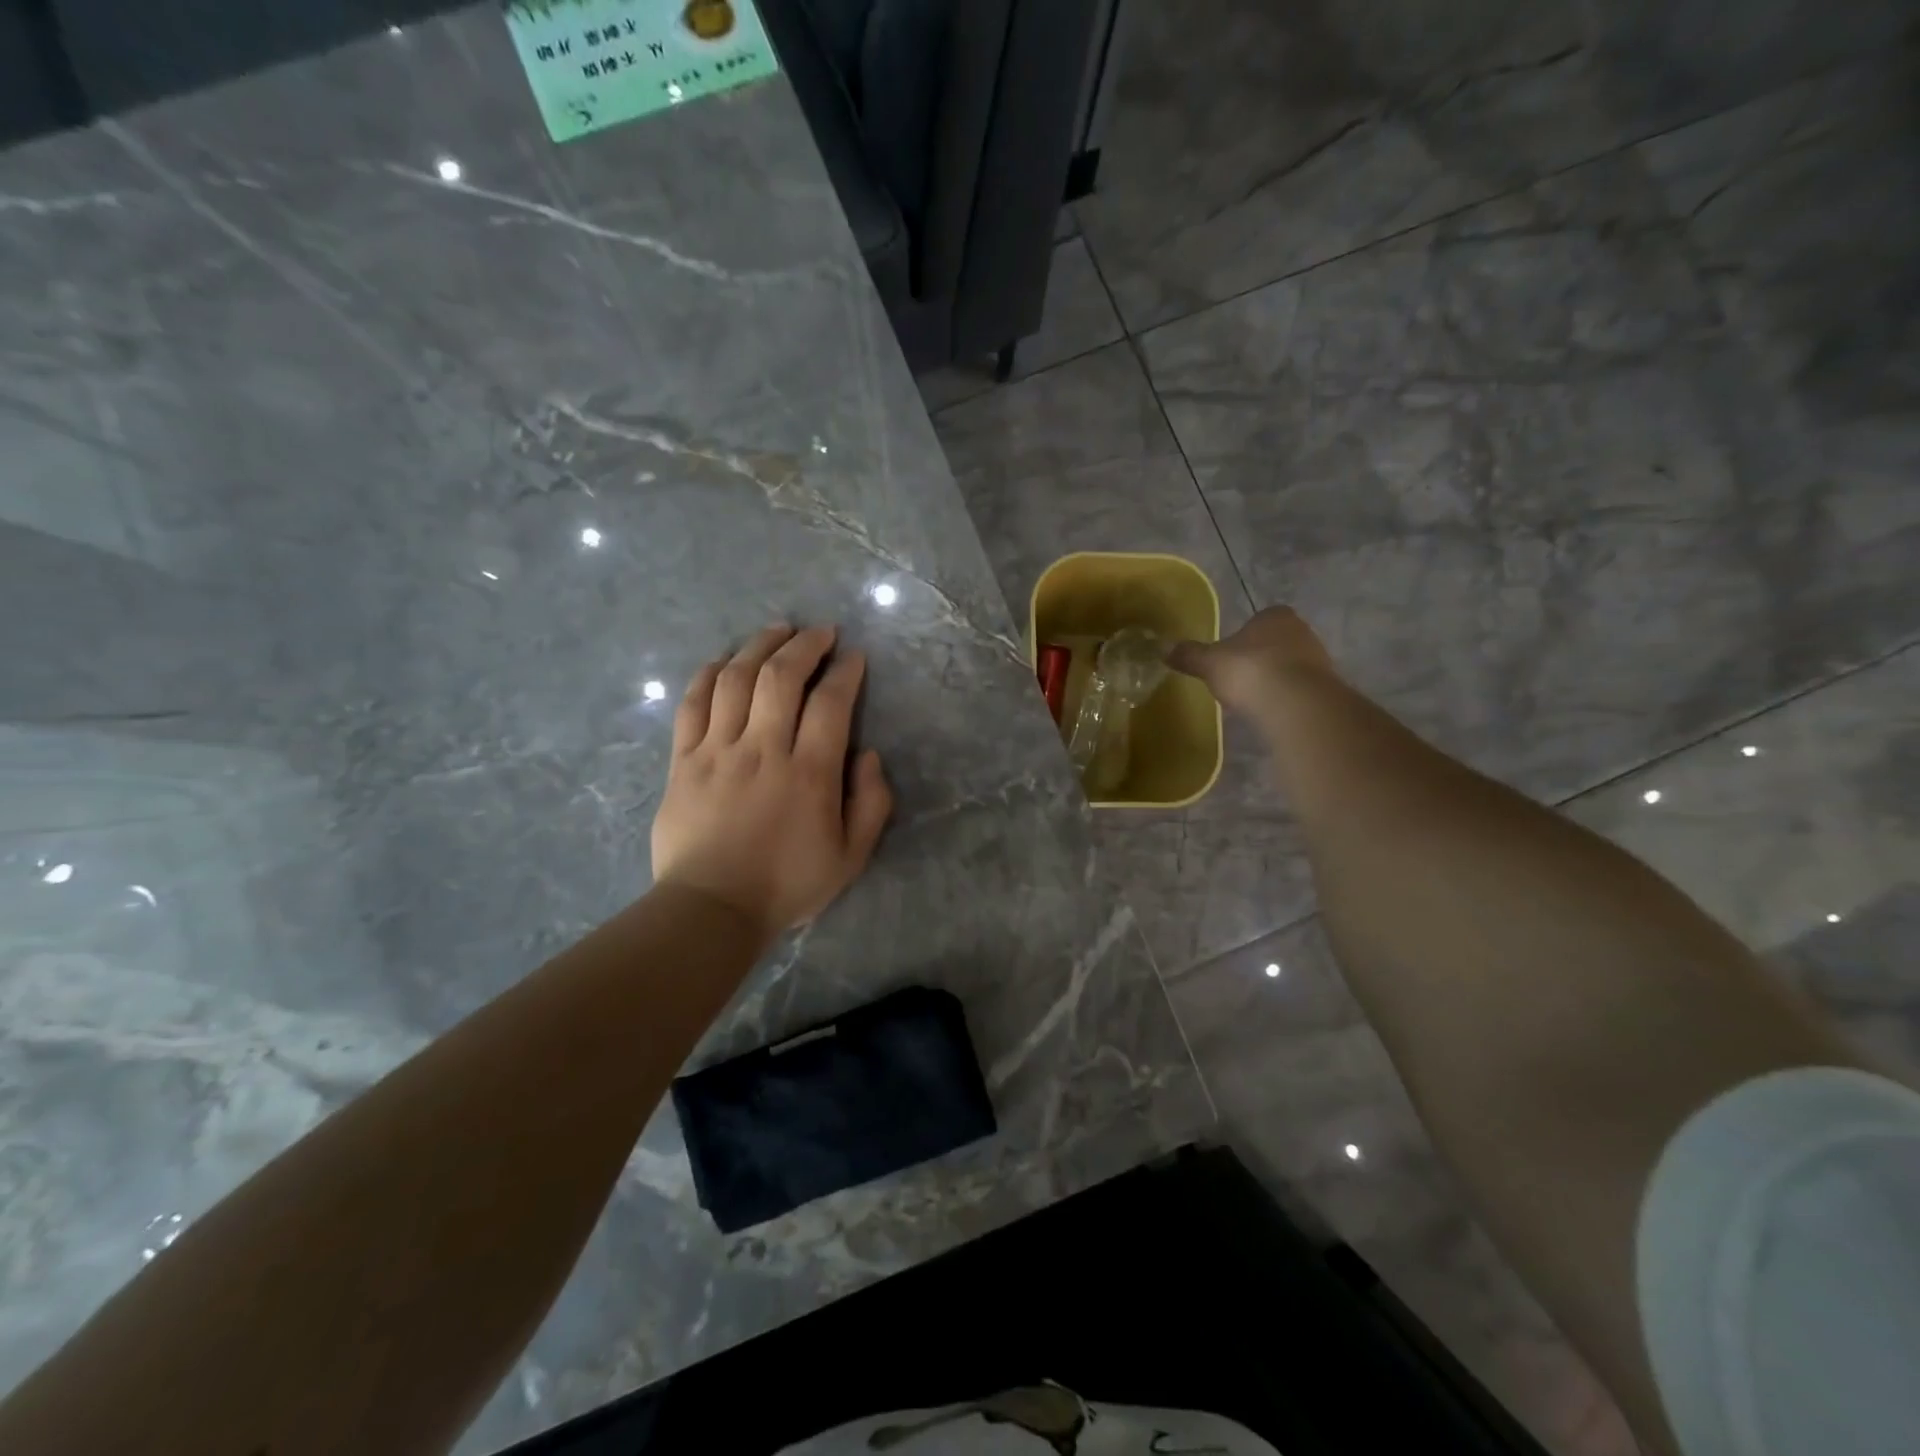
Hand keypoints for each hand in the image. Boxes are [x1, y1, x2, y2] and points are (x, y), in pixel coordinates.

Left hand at [651, 624, 892, 941]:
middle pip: (781, 677)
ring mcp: (717, 752)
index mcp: (809, 773)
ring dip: (758, 646)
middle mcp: (763, 750)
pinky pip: (692, 705)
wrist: (711, 909)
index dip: (845, 672)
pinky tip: (724, 661)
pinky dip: (708, 675)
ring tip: (777, 631)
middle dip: (804, 645)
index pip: (831, 703)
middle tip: (820, 632)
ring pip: (735, 680)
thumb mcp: (851, 856)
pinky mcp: (683, 761)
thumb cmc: (786, 885)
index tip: (854, 657)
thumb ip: (871, 803)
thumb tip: (868, 755)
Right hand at [1169, 606, 1338, 716]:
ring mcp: (1318, 659)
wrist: (1294, 703)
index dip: (1244, 636)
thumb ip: (1189, 654)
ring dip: (1274, 678)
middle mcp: (1301, 630)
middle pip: (1276, 641)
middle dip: (1260, 657)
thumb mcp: (1210, 662)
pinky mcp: (1325, 687)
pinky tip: (1270, 710)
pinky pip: (1299, 688)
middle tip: (1239, 677)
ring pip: (1290, 665)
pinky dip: (1285, 697)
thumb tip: (1162, 648)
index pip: (1259, 619)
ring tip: (1253, 698)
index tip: (1230, 656)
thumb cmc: (1249, 671)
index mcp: (1275, 615)